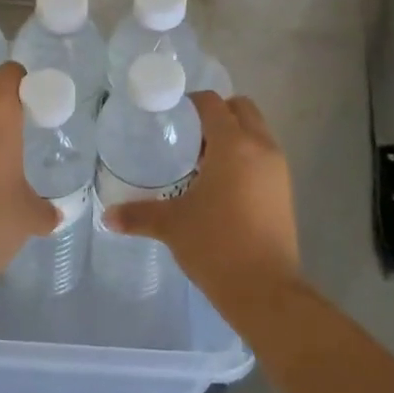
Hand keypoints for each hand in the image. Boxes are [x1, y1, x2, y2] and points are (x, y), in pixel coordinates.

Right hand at [105, 92, 300, 316]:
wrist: (265, 290)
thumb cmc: (216, 245)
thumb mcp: (172, 225)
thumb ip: (138, 215)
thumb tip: (108, 217)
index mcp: (233, 145)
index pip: (213, 104)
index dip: (191, 102)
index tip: (170, 113)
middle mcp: (261, 148)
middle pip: (242, 109)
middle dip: (217, 113)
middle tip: (188, 134)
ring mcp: (278, 170)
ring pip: (257, 133)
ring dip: (233, 135)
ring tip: (202, 160)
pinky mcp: (285, 191)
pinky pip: (264, 157)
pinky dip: (245, 157)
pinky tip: (221, 184)